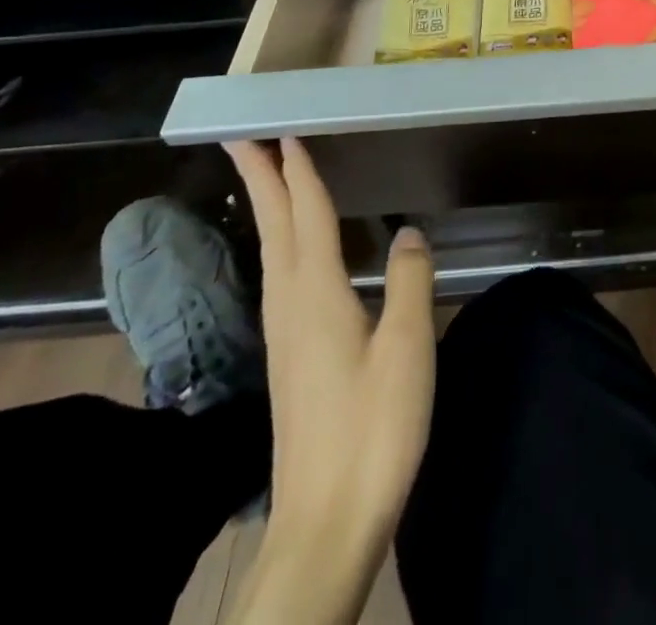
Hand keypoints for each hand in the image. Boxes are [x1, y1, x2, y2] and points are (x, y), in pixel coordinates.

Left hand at [225, 138, 434, 624]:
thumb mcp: (407, 349)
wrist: (326, 524)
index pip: (306, 216)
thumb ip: (411, 281)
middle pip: (275, 228)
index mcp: (317, 295)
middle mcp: (291, 306)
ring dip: (268, 208)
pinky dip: (281, 243)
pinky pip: (280, 278)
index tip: (283, 131)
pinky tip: (291, 253)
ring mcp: (284, 335)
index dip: (298, 172)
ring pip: (272, 253)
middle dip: (261, 179)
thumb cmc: (372, 430)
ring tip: (267, 178)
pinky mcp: (289, 360)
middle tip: (244, 138)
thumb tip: (408, 232)